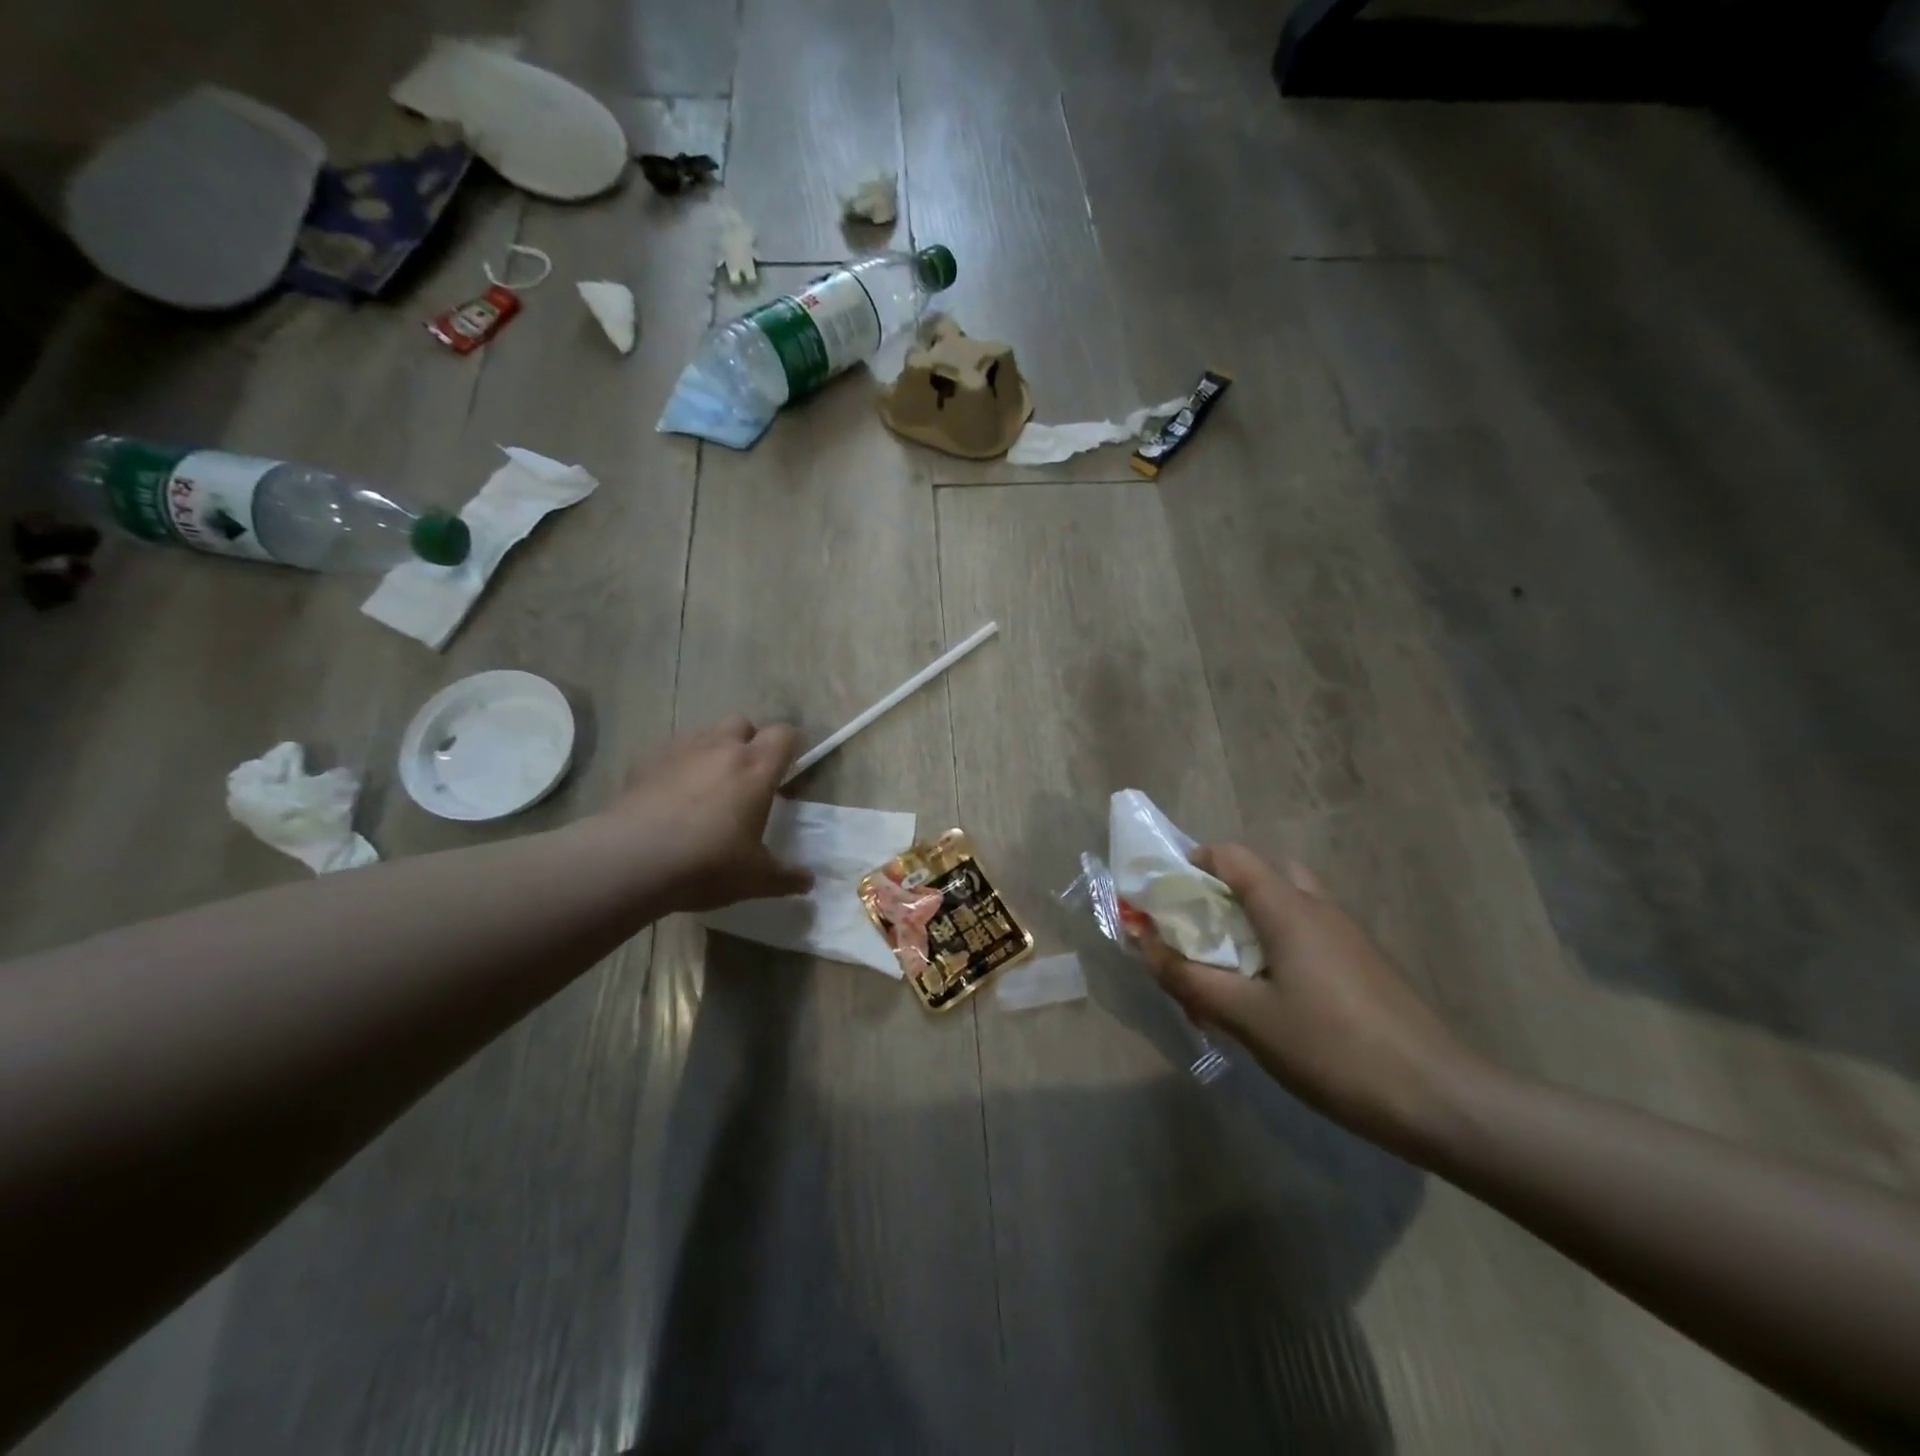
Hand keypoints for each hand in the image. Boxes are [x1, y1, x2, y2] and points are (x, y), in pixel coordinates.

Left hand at [604, 717, 813, 912]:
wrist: (633, 860)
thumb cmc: (708, 864)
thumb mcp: (756, 878)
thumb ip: (786, 877)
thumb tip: (808, 882)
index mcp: (756, 768)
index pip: (784, 734)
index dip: (791, 746)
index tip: (789, 767)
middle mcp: (721, 748)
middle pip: (743, 723)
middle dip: (749, 742)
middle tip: (747, 776)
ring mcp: (680, 750)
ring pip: (705, 732)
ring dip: (713, 749)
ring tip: (708, 784)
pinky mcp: (645, 761)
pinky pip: (670, 751)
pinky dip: (678, 765)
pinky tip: (671, 794)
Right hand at [1138, 845, 1488, 1159]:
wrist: (1440, 1100)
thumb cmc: (1332, 1048)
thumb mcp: (1247, 1017)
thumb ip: (1189, 979)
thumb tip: (1144, 945)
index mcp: (1288, 908)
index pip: (1231, 856)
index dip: (1191, 864)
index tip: (1164, 897)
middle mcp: (1319, 908)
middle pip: (1262, 875)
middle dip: (1221, 894)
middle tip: (1198, 933)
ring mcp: (1348, 936)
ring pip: (1288, 906)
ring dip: (1251, 922)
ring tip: (1229, 970)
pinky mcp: (1364, 966)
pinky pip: (1308, 936)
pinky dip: (1278, 947)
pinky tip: (1272, 999)